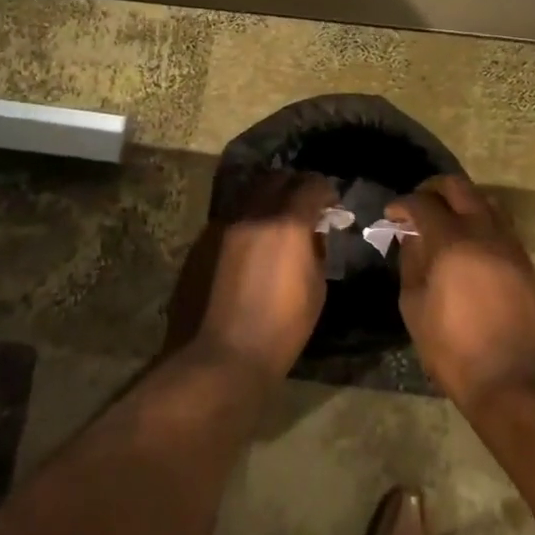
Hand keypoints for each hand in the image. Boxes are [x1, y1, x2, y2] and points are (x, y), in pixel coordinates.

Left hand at [174, 172, 337, 381]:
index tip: (331, 203)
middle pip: (277, 178)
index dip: (325, 190)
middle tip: (305, 205)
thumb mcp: (315, 289)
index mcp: (287, 224)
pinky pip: (231, 217)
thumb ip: (316, 250)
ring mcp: (223, 225)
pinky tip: (252, 243)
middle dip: (295, 185)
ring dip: (268, 199)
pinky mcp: (203, 240)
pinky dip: (247, 219)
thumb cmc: (281, 329)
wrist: (222, 356)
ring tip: (277, 220)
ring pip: (250, 193)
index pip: (311, 184)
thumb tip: (314, 232)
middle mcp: (253, 213)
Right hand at [387, 175, 534, 406]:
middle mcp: (484, 233)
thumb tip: (411, 238)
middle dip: (433, 189)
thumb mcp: (415, 308)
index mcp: (451, 243)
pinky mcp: (525, 261)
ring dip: (462, 201)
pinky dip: (481, 221)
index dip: (403, 204)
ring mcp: (510, 245)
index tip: (392, 214)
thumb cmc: (454, 349)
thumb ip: (411, 264)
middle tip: (417, 205)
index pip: (423, 203)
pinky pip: (501, 224)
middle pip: (459, 188)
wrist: (515, 379)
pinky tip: (469, 243)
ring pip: (486, 201)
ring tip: (445, 220)